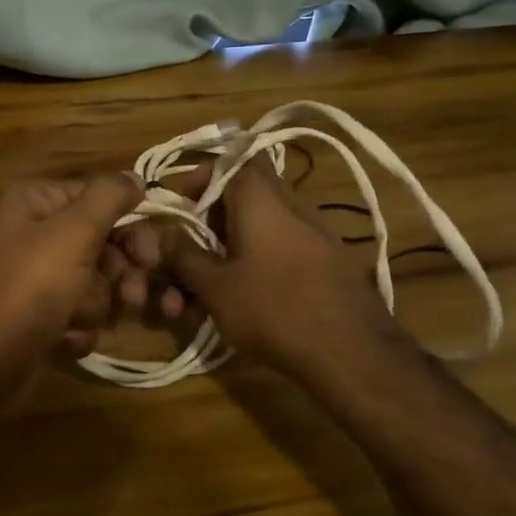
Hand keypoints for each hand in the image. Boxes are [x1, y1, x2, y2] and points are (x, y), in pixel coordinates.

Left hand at [0, 173, 145, 366]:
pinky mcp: (40, 314)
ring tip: (73, 319)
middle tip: (132, 298)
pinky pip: (79, 314)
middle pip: (103, 244)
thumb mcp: (73, 232)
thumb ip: (109, 196)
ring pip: (96, 284)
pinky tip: (59, 338)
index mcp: (37, 201)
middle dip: (117, 275)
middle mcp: (35, 232)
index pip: (102, 199)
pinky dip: (75, 329)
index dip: (132, 228)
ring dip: (93, 306)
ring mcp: (37, 276)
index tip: (151, 258)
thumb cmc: (28, 288)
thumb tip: (135, 176)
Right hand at [149, 156, 401, 381]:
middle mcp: (290, 205)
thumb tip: (161, 233)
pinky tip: (236, 309)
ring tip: (196, 304)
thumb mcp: (214, 285)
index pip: (229, 162)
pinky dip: (252, 271)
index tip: (180, 208)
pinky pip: (278, 253)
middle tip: (184, 260)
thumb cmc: (274, 308)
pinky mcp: (326, 264)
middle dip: (206, 229)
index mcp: (260, 197)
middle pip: (239, 201)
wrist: (354, 353)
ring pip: (256, 234)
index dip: (200, 178)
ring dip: (224, 259)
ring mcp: (313, 235)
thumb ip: (183, 255)